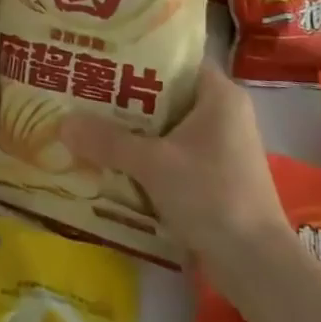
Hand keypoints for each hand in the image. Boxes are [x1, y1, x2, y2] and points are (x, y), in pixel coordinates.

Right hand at [57, 59, 285, 254]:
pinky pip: (174, 152)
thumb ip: (108, 141)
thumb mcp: (153, 164)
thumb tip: (62, 123)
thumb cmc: (212, 196)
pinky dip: (147, 154)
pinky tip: (113, 159)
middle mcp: (224, 112)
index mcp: (219, 94)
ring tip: (90, 121)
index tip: (101, 55)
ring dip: (134, 128)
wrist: (258, 267)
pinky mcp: (216, 175)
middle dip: (127, 95)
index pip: (174, 58)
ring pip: (168, 125)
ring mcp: (222, 146)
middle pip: (167, 93)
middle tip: (85, 89)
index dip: (138, 54)